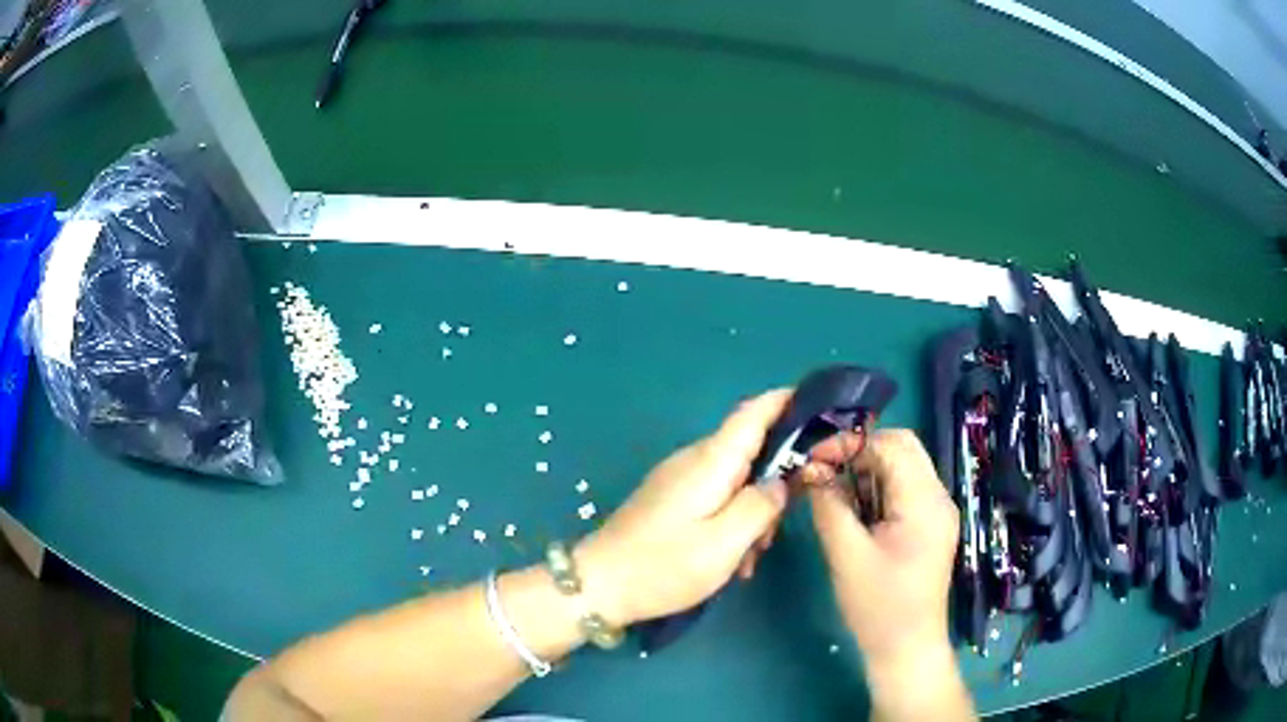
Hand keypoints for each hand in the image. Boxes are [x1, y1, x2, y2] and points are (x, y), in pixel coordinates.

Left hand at [574, 390, 792, 626]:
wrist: (599, 586)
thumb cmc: (664, 565)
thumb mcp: (725, 543)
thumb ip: (762, 506)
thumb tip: (780, 482)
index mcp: (710, 461)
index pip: (754, 412)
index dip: (788, 401)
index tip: (820, 405)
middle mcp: (694, 460)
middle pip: (751, 450)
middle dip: (776, 482)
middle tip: (780, 527)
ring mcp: (680, 479)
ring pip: (736, 481)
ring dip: (753, 512)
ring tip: (749, 558)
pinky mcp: (671, 499)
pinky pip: (716, 498)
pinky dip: (733, 522)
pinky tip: (731, 560)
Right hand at [805, 429, 958, 673]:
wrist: (907, 649)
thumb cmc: (878, 607)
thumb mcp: (847, 556)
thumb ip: (829, 507)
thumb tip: (810, 470)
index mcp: (925, 501)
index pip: (891, 444)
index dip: (849, 444)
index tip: (813, 459)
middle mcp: (938, 497)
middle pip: (902, 448)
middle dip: (859, 453)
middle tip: (823, 473)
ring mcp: (937, 511)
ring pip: (902, 467)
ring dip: (867, 471)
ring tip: (835, 495)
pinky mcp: (930, 526)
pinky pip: (903, 490)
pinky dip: (877, 490)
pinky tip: (855, 512)